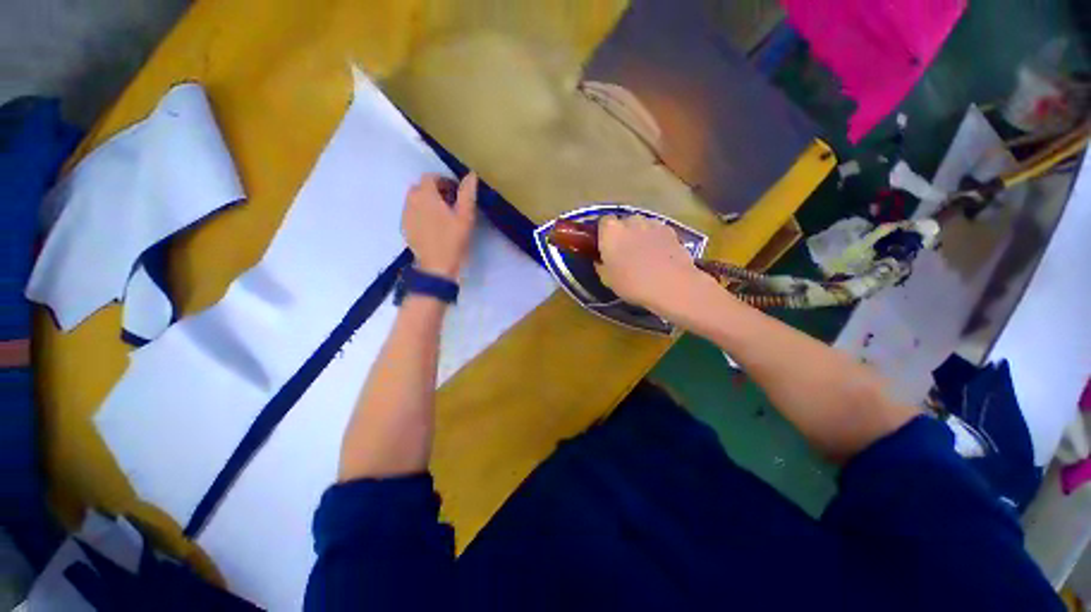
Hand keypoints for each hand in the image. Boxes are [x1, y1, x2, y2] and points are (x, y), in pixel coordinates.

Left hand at [402, 173, 477, 280]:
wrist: (436, 267)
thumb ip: (467, 193)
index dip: (445, 181)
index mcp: (425, 194)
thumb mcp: (465, 216)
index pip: (431, 177)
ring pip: (416, 200)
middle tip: (452, 204)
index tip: (457, 193)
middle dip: (436, 191)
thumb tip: (471, 175)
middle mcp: (411, 200)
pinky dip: (422, 214)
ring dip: (429, 202)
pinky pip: (413, 213)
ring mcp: (406, 215)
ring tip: (444, 216)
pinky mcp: (405, 228)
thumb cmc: (452, 240)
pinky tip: (434, 228)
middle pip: (422, 187)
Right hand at [596, 215, 712, 317]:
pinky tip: (659, 257)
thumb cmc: (632, 283)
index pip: (603, 222)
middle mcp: (630, 221)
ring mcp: (653, 223)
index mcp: (610, 230)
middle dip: (623, 234)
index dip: (603, 235)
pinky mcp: (671, 230)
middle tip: (623, 254)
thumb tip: (601, 260)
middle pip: (623, 222)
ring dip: (640, 236)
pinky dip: (656, 240)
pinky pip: (657, 232)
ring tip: (644, 256)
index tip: (605, 248)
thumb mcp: (607, 279)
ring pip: (642, 226)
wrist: (671, 285)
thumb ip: (601, 265)